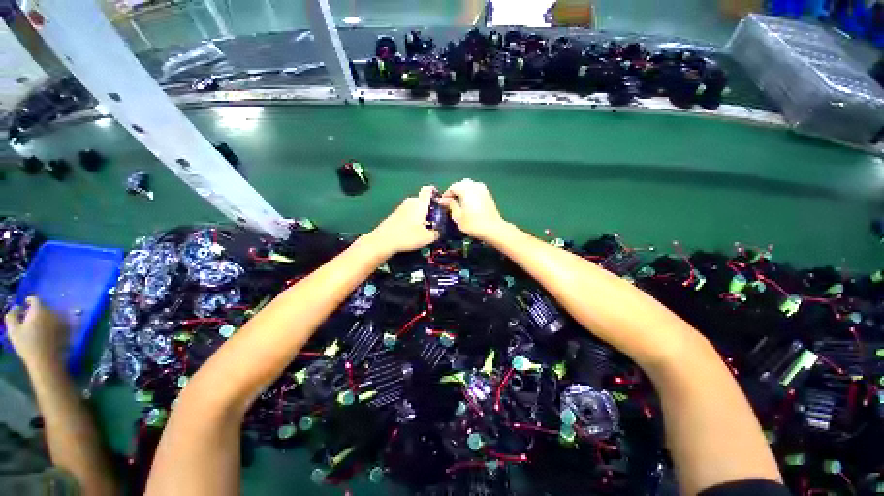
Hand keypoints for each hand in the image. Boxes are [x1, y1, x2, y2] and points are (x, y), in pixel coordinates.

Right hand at [4, 296, 69, 368]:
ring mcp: (62, 320)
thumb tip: (17, 307)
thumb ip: (12, 315)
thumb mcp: (13, 330)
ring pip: (54, 313)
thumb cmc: (27, 345)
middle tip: (31, 317)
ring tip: (40, 323)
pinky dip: (58, 322)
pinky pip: (64, 321)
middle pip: (45, 307)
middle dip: (38, 310)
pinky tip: (51, 328)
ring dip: (47, 316)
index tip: (26, 303)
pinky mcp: (68, 329)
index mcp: (39, 310)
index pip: (35, 300)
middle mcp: (52, 312)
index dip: (30, 300)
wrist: (45, 360)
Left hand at [367, 186, 439, 254]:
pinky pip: (408, 213)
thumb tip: (440, 231)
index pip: (428, 190)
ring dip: (421, 215)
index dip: (436, 193)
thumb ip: (437, 233)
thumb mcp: (428, 238)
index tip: (441, 203)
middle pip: (423, 200)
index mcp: (420, 203)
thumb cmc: (408, 236)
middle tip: (435, 221)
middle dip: (430, 209)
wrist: (383, 241)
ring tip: (425, 228)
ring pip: (415, 207)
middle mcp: (410, 201)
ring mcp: (401, 207)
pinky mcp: (395, 214)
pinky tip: (413, 230)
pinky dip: (413, 218)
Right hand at [439, 179, 507, 241]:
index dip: (446, 194)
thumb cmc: (473, 224)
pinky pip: (476, 190)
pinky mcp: (488, 195)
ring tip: (459, 202)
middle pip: (462, 184)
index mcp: (466, 189)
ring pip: (470, 185)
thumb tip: (442, 200)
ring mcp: (483, 190)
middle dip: (455, 191)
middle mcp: (475, 186)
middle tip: (451, 201)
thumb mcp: (458, 216)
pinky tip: (469, 204)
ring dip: (463, 191)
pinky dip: (471, 194)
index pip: (453, 187)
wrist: (493, 229)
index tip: (442, 203)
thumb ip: (450, 205)